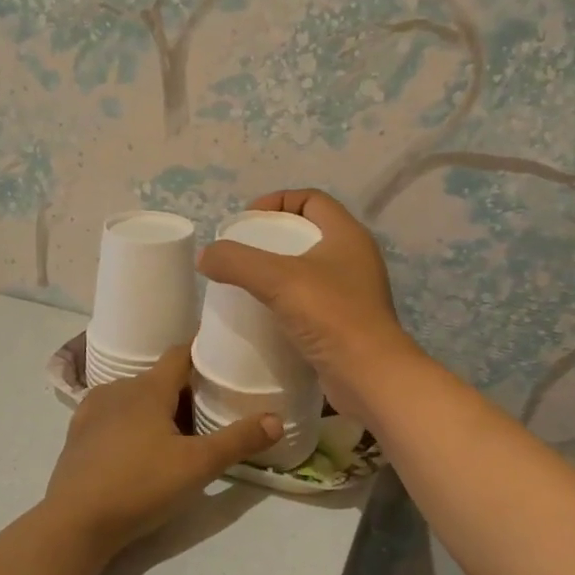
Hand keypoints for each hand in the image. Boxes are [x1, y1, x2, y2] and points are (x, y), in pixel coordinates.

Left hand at [43, 346, 280, 551]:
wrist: (76, 522)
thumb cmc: (141, 485)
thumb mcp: (198, 466)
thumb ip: (238, 441)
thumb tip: (277, 419)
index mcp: (148, 388)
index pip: (180, 354)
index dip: (203, 353)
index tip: (224, 358)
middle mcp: (118, 389)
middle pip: (159, 379)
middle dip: (185, 391)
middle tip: (211, 409)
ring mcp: (92, 411)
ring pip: (135, 398)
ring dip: (157, 408)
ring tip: (179, 433)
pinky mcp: (78, 435)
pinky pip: (113, 417)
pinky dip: (132, 423)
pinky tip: (141, 449)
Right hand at [197, 189, 420, 425]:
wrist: (369, 375)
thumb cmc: (330, 315)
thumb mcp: (277, 280)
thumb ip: (237, 262)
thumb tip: (205, 256)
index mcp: (347, 235)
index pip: (312, 199)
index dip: (277, 201)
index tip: (247, 220)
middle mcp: (355, 258)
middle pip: (309, 233)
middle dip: (273, 238)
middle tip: (241, 253)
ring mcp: (354, 292)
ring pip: (310, 270)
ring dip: (279, 272)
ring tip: (247, 284)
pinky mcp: (346, 323)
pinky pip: (312, 301)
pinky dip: (288, 302)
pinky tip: (265, 315)